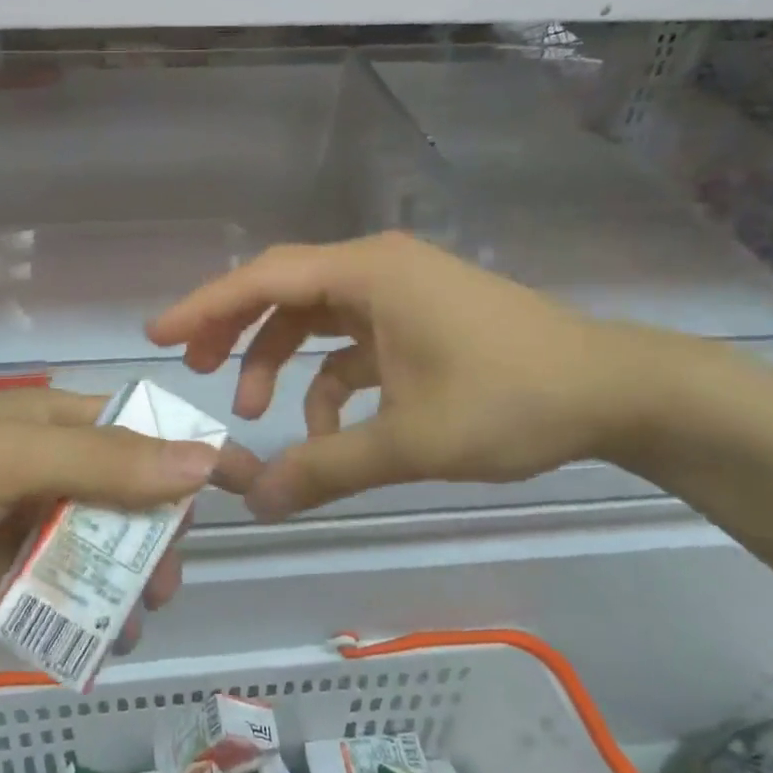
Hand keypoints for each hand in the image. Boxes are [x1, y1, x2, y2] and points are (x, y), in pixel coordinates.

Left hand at [0, 389, 257, 645]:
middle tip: (169, 568)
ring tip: (144, 605)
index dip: (190, 450)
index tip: (245, 479)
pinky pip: (77, 596)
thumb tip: (201, 462)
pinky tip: (115, 635)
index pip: (139, 429)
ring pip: (110, 550)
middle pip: (132, 496)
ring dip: (135, 576)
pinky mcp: (19, 583)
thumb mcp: (12, 455)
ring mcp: (37, 530)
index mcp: (53, 424)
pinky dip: (102, 614)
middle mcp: (53, 472)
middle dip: (160, 529)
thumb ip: (104, 462)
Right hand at [147, 232, 675, 519]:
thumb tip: (256, 503)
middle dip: (235, 330)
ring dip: (281, 360)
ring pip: (315, 317)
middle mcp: (376, 269)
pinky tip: (328, 430)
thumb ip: (326, 469)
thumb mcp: (410, 440)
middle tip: (193, 370)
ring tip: (257, 413)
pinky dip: (329, 380)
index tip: (157, 335)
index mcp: (369, 274)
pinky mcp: (418, 319)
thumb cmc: (511, 400)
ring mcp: (399, 292)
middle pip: (283, 289)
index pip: (265, 279)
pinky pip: (352, 342)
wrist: (615, 393)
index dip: (205, 306)